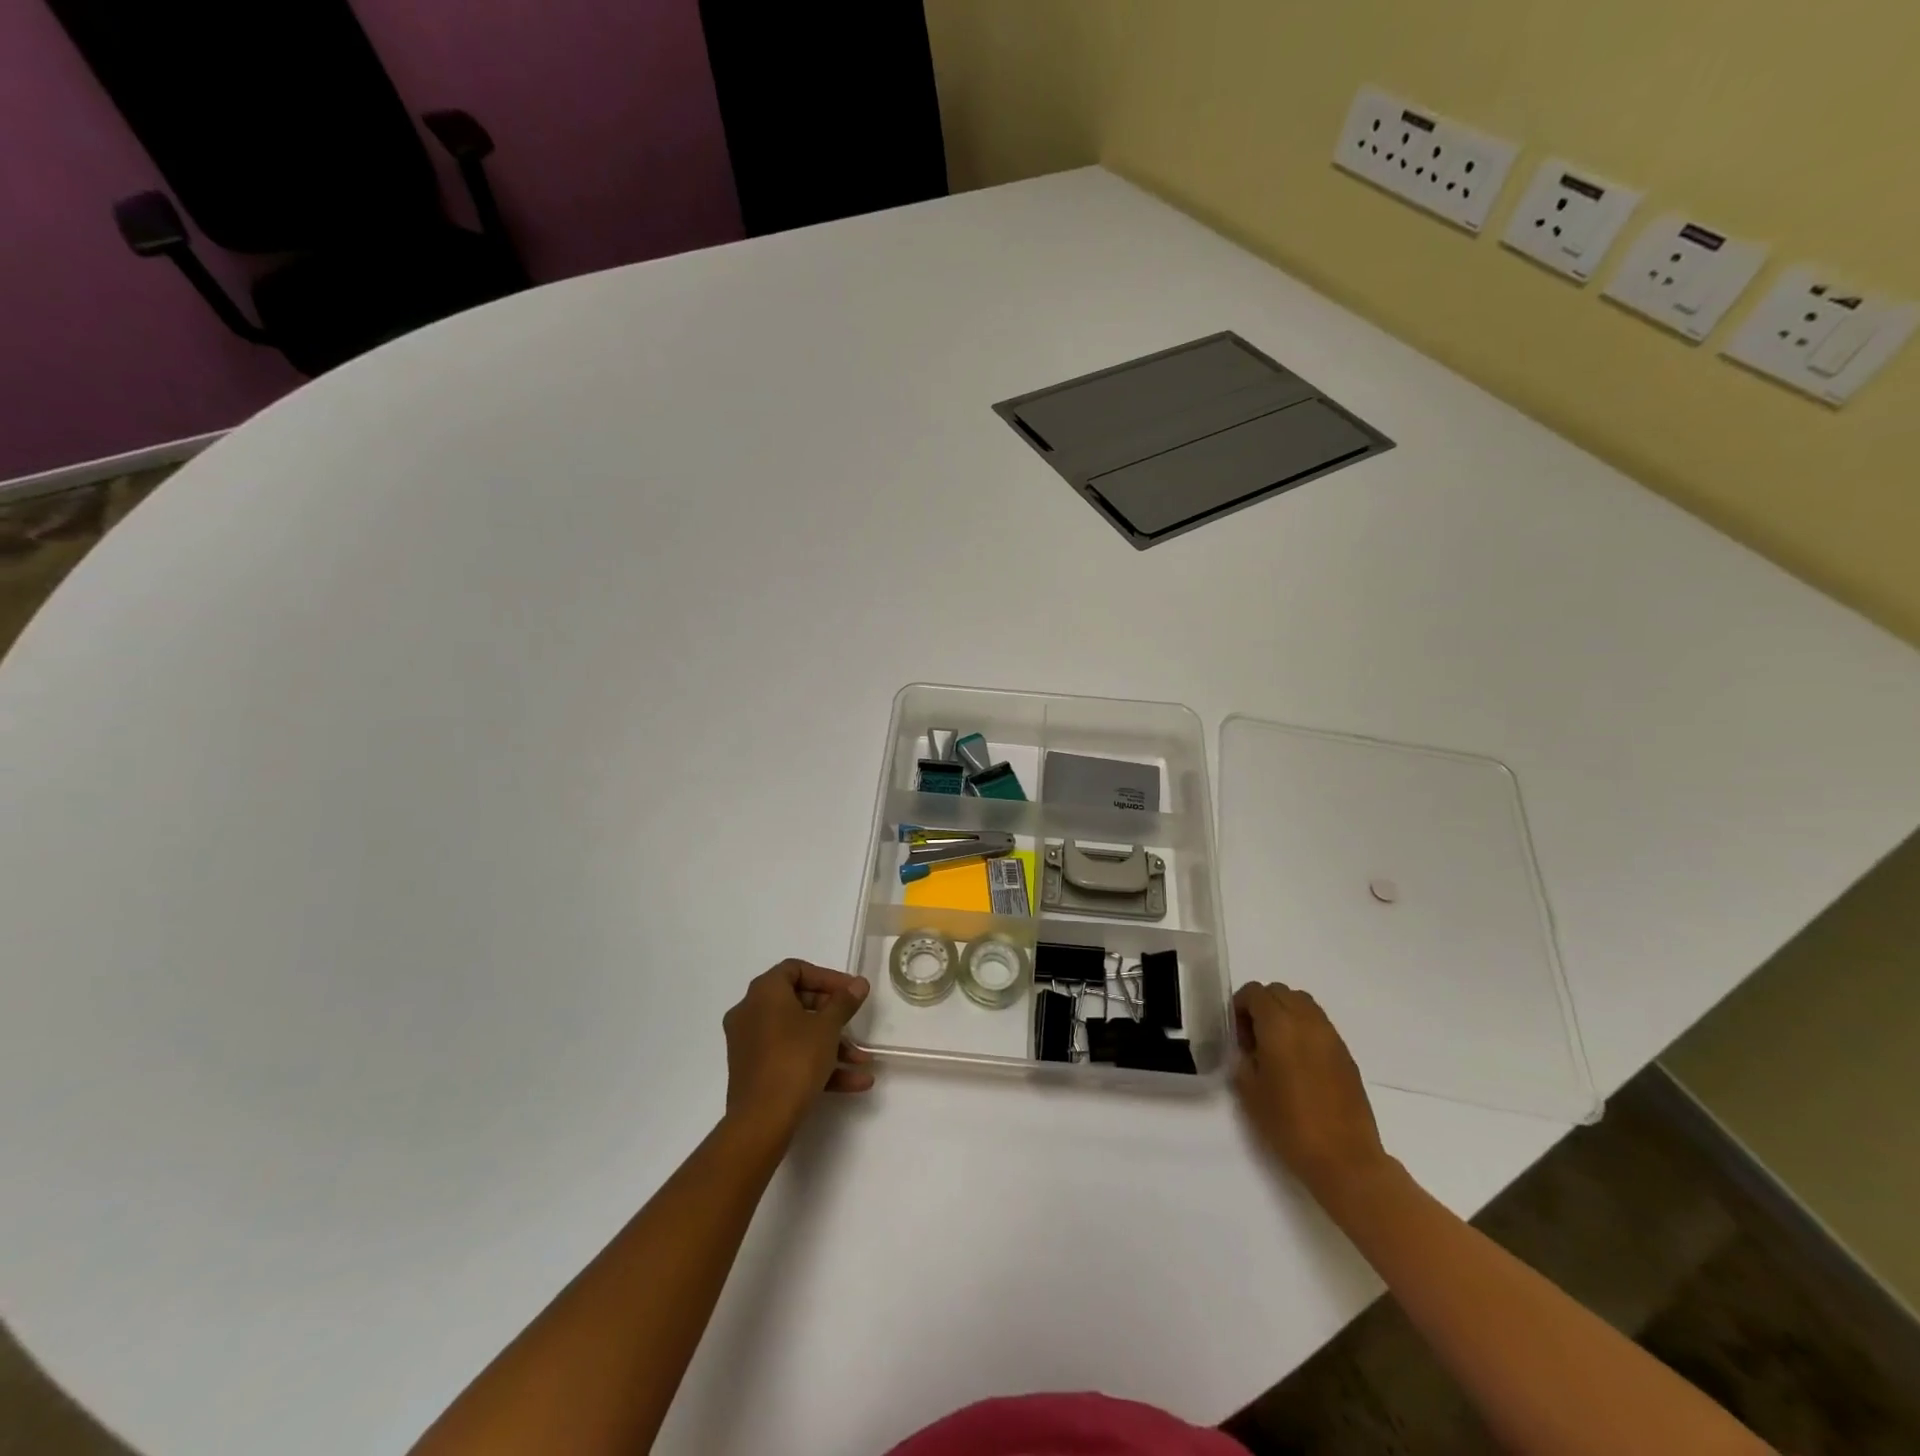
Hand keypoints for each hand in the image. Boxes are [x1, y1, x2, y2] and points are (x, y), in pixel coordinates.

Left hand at [722, 960, 873, 1143]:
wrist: (761, 1121)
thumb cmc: (795, 1060)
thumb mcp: (827, 1027)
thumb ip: (844, 1002)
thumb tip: (858, 984)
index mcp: (764, 993)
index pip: (796, 969)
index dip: (827, 977)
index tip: (851, 991)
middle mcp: (750, 1012)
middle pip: (797, 1002)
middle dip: (833, 1014)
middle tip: (855, 1021)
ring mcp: (750, 1044)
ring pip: (797, 1034)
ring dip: (832, 1045)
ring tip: (863, 1062)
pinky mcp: (754, 1072)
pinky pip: (789, 1057)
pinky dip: (818, 1065)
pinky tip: (854, 1082)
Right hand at [1233, 981, 1392, 1201]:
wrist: (1345, 1159)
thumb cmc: (1289, 1124)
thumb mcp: (1249, 1091)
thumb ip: (1243, 1058)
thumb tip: (1246, 1048)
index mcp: (1279, 1025)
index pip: (1255, 992)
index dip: (1239, 1006)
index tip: (1236, 1034)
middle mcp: (1306, 1021)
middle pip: (1279, 992)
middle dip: (1262, 1006)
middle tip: (1253, 1038)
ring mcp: (1330, 1036)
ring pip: (1302, 1003)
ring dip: (1285, 1013)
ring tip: (1276, 1047)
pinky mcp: (1345, 1054)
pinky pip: (1319, 1024)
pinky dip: (1304, 1029)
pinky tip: (1298, 1062)